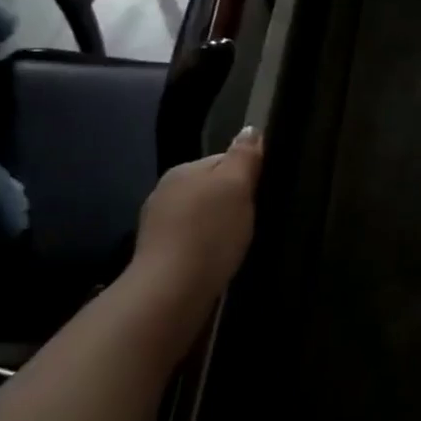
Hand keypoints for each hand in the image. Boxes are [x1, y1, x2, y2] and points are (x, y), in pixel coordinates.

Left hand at [129, 127, 263, 307]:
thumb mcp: (236, 186)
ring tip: (238, 244)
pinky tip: (218, 260)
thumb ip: (244, 156)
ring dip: (218, 226)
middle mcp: (165, 192)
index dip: (247, 175)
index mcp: (183, 170)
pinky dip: (206, 247)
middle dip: (232, 202)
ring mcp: (157, 226)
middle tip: (255, 221)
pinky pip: (192, 241)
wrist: (171, 292)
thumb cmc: (209, 232)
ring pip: (201, 216)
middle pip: (211, 189)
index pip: (224, 161)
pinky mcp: (158, 257)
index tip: (262, 195)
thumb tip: (250, 129)